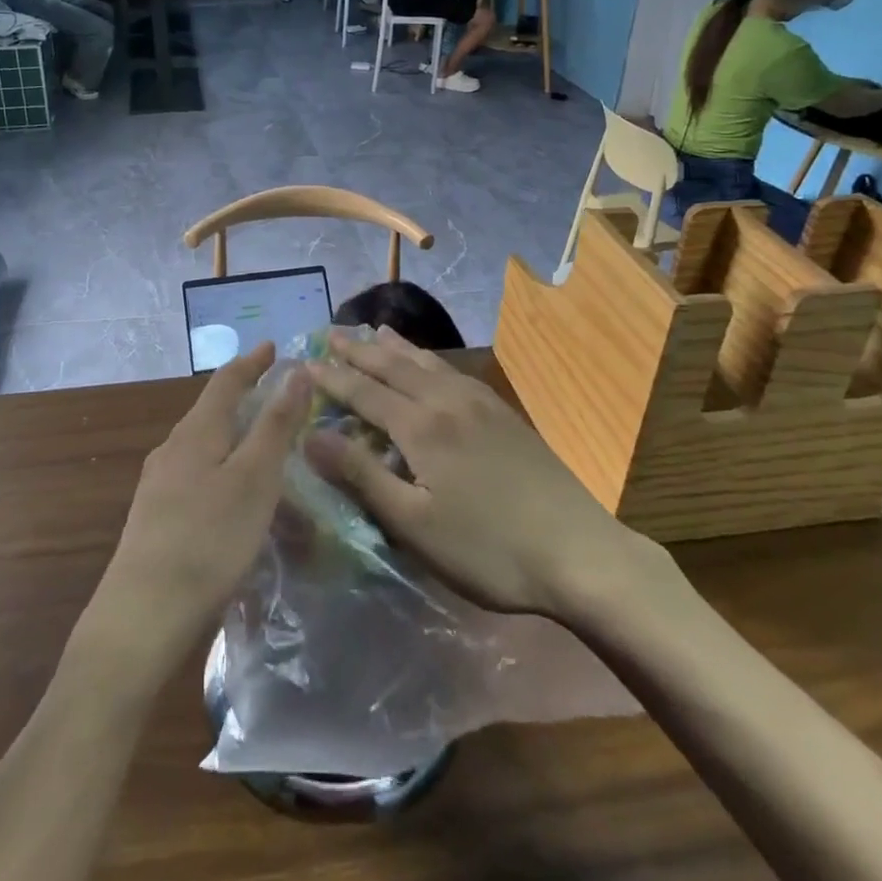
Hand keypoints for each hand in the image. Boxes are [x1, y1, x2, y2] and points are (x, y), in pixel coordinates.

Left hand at [91, 345, 310, 677]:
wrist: (142, 617)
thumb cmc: (208, 539)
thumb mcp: (255, 478)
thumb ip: (275, 424)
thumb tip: (295, 371)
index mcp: (196, 431)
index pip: (226, 381)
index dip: (252, 362)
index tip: (273, 346)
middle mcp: (172, 449)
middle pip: (211, 410)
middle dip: (242, 396)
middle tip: (274, 393)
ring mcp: (158, 485)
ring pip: (202, 444)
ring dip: (231, 433)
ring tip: (259, 441)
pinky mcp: (155, 518)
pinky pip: (196, 474)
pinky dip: (221, 465)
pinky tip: (231, 493)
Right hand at [304, 329, 668, 617]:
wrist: (577, 550)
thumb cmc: (487, 548)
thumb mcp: (414, 524)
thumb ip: (362, 475)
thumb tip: (310, 435)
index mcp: (421, 426)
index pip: (364, 392)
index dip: (332, 377)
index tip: (304, 362)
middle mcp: (446, 401)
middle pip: (393, 366)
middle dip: (359, 350)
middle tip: (331, 333)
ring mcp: (479, 403)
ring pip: (426, 362)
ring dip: (395, 346)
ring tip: (374, 330)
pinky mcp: (502, 412)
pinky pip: (452, 371)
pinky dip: (429, 358)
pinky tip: (431, 363)